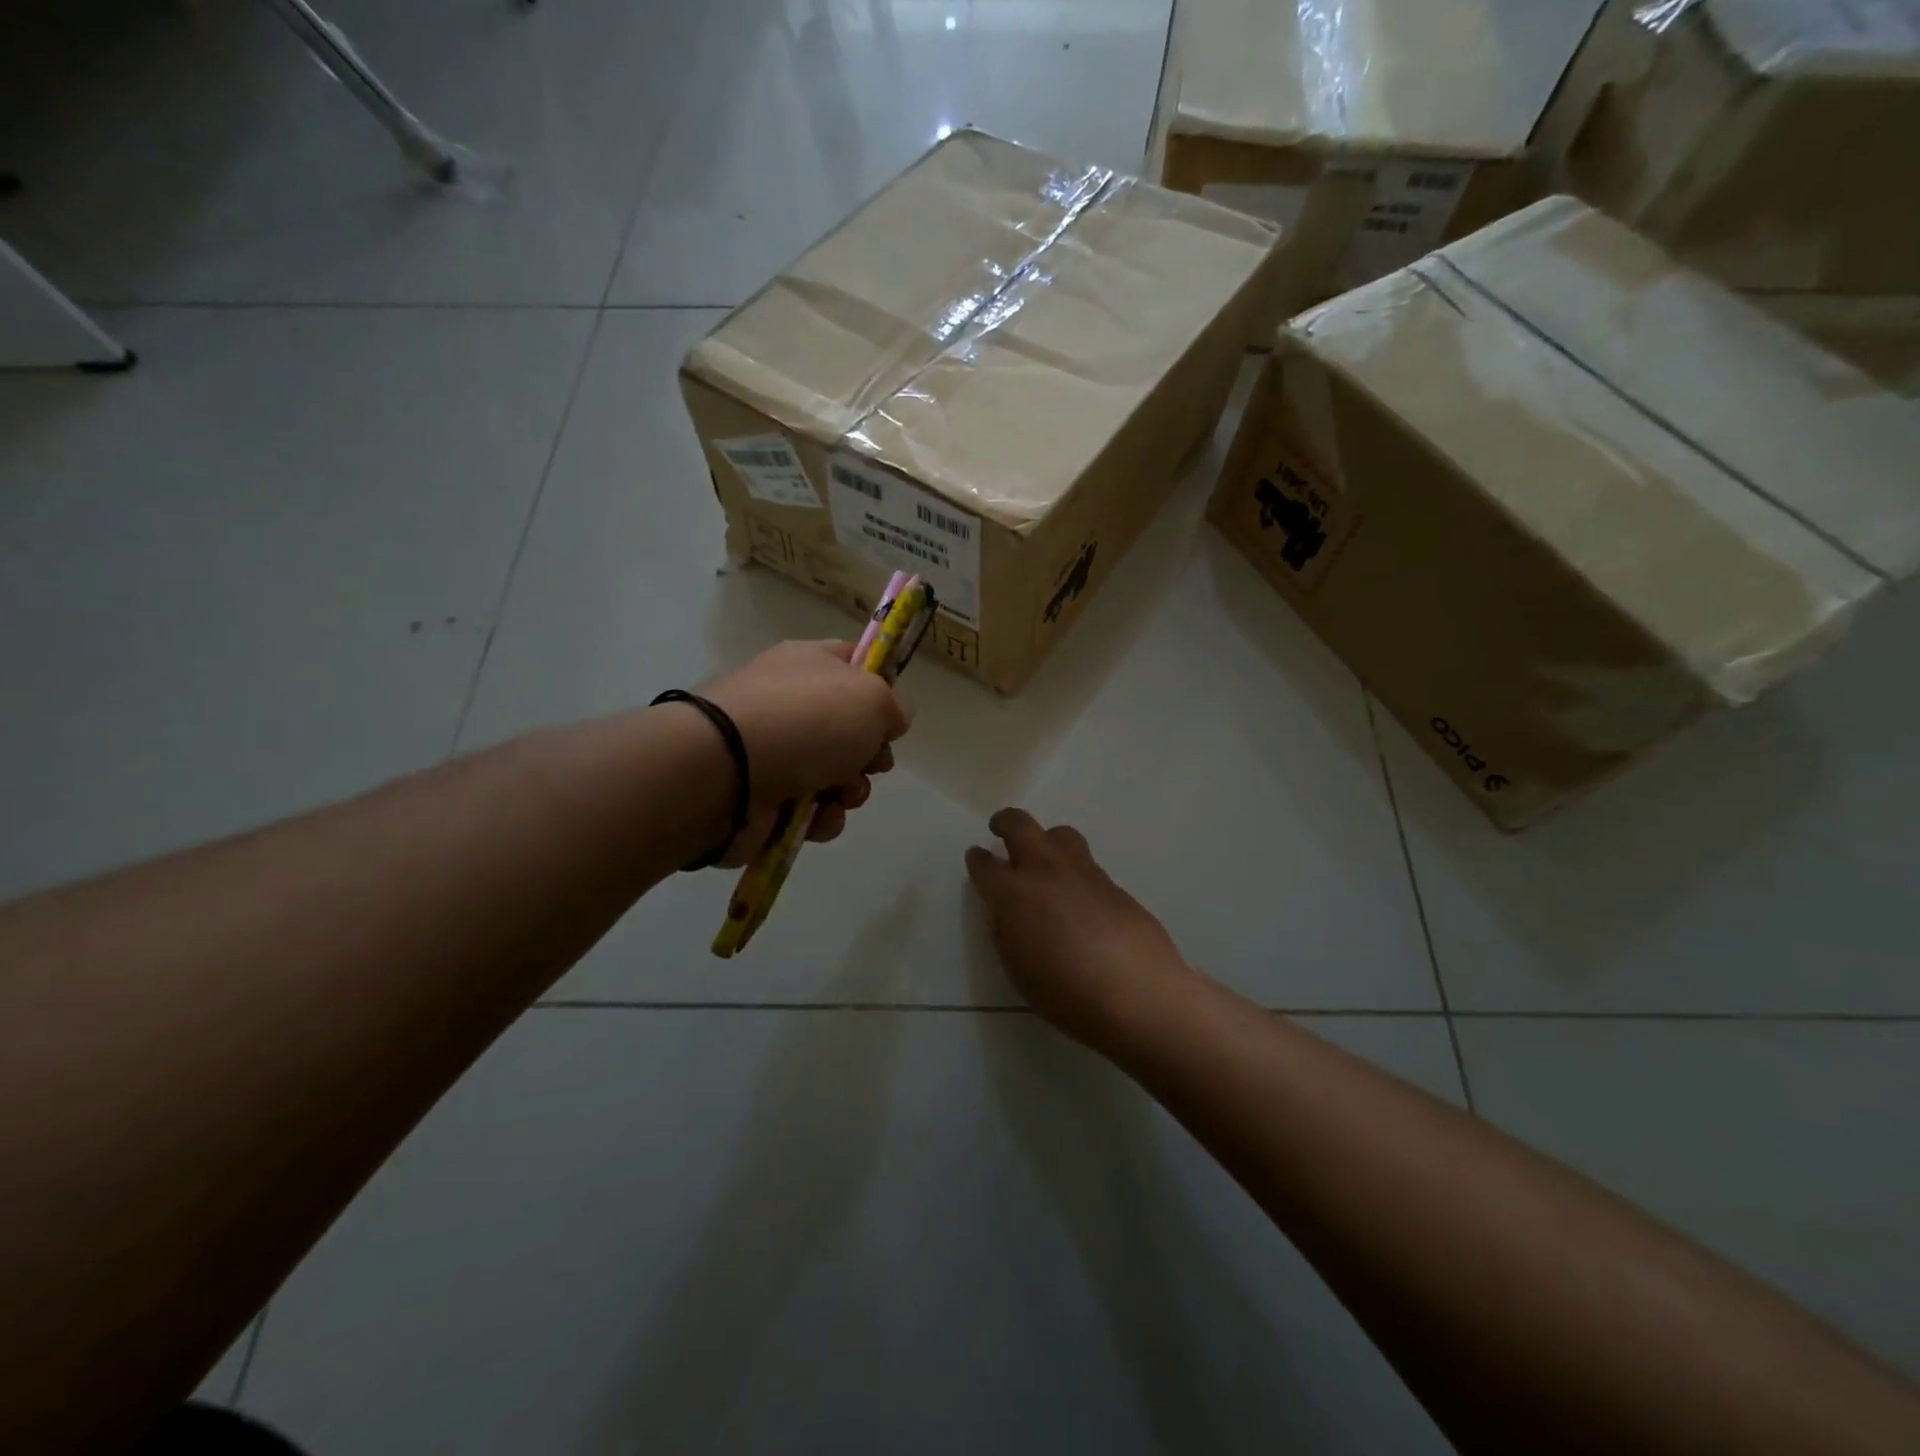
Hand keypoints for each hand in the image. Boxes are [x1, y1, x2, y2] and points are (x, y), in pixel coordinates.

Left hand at [700, 639, 911, 861]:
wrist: (727, 772)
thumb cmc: (806, 720)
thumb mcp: (871, 698)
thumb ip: (893, 706)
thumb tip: (892, 720)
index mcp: (810, 664)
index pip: (854, 661)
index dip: (881, 686)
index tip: (892, 714)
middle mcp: (792, 704)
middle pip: (853, 730)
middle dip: (872, 754)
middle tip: (871, 762)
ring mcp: (777, 752)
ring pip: (838, 775)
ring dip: (851, 791)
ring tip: (840, 793)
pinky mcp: (766, 799)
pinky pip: (812, 811)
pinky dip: (822, 818)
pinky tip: (817, 817)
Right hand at [966, 809, 1196, 1051]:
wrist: (1137, 994)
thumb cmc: (1067, 994)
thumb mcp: (1018, 969)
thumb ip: (1006, 931)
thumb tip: (1006, 910)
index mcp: (1015, 894)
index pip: (986, 865)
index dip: (977, 860)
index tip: (976, 858)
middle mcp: (1046, 871)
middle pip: (1021, 826)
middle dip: (1005, 822)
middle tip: (1000, 829)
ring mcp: (1083, 872)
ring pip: (1060, 834)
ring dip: (1045, 839)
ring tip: (1044, 857)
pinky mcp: (1113, 883)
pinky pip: (1086, 863)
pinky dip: (1073, 869)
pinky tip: (1078, 895)